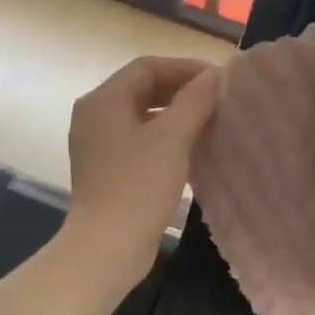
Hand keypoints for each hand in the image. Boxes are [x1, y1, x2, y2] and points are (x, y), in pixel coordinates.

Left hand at [63, 55, 221, 287]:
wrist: (107, 247)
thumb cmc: (139, 185)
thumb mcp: (172, 137)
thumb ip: (195, 100)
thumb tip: (217, 74)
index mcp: (103, 100)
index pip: (147, 67)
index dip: (185, 68)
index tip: (219, 80)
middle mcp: (95, 116)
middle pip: (142, 89)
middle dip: (181, 90)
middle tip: (218, 99)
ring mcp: (98, 145)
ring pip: (142, 116)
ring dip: (176, 115)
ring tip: (210, 122)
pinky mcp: (107, 170)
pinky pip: (139, 141)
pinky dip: (165, 138)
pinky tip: (192, 150)